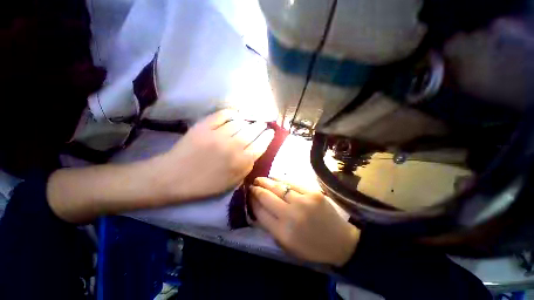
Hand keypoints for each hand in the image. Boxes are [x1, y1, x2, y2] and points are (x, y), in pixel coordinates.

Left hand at [160, 110, 274, 200]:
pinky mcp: (205, 126)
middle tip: (262, 124)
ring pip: (240, 122)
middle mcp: (234, 146)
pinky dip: (231, 113)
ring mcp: (219, 134)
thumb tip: (255, 152)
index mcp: (241, 162)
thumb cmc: (205, 184)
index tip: (270, 131)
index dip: (268, 136)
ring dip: (247, 121)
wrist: (174, 177)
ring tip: (248, 122)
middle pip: (253, 130)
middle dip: (260, 126)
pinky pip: (223, 115)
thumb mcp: (232, 183)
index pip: (261, 144)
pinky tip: (235, 116)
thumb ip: (247, 167)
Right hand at [250, 177, 359, 266]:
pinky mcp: (313, 192)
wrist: (339, 241)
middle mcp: (291, 215)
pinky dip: (281, 179)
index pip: (261, 212)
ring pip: (279, 187)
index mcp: (283, 232)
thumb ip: (270, 226)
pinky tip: (274, 178)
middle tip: (251, 185)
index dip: (253, 202)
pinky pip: (292, 182)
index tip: (249, 196)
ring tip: (259, 179)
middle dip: (257, 189)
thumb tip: (257, 207)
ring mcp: (303, 201)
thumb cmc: (311, 246)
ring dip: (266, 182)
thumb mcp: (287, 245)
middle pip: (267, 197)